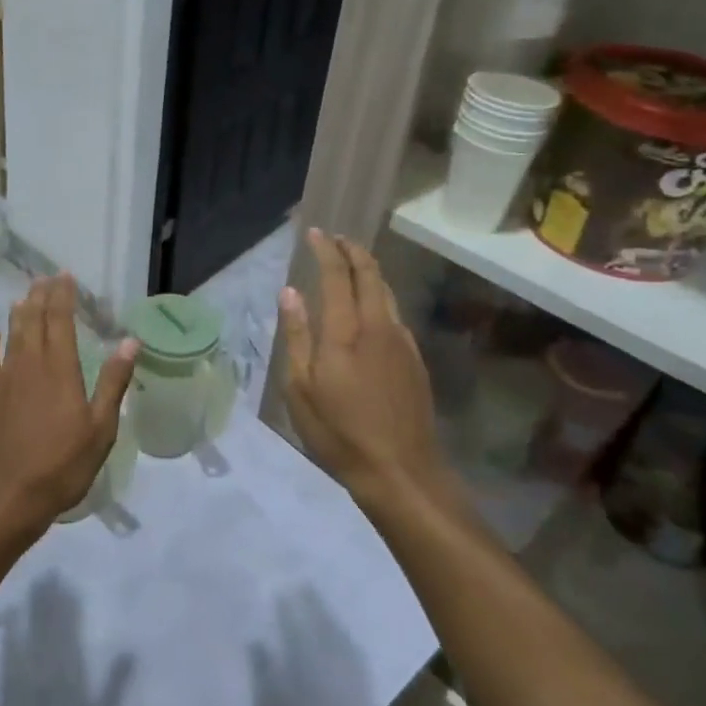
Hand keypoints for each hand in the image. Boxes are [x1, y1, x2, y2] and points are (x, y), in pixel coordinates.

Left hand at [0, 275, 137, 539]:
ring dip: (18, 314)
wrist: (4, 497)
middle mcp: (29, 365)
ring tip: (22, 297)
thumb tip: (130, 342)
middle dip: (40, 296)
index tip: (65, 276)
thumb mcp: (100, 429)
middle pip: (33, 321)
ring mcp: (2, 380)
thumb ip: (113, 382)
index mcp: (60, 369)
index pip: (61, 320)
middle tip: (44, 278)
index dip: (63, 296)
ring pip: (10, 336)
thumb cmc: (61, 466)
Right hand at [280, 229, 448, 507]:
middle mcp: (379, 326)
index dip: (326, 249)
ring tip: (352, 264)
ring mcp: (402, 342)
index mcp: (346, 332)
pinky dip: (379, 296)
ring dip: (369, 271)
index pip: (338, 275)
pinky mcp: (415, 360)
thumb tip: (290, 292)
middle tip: (337, 239)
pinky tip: (370, 309)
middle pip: (371, 274)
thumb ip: (297, 336)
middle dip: (353, 250)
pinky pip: (395, 314)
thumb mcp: (301, 388)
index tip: (315, 233)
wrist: (401, 472)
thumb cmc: (339, 433)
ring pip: (387, 292)